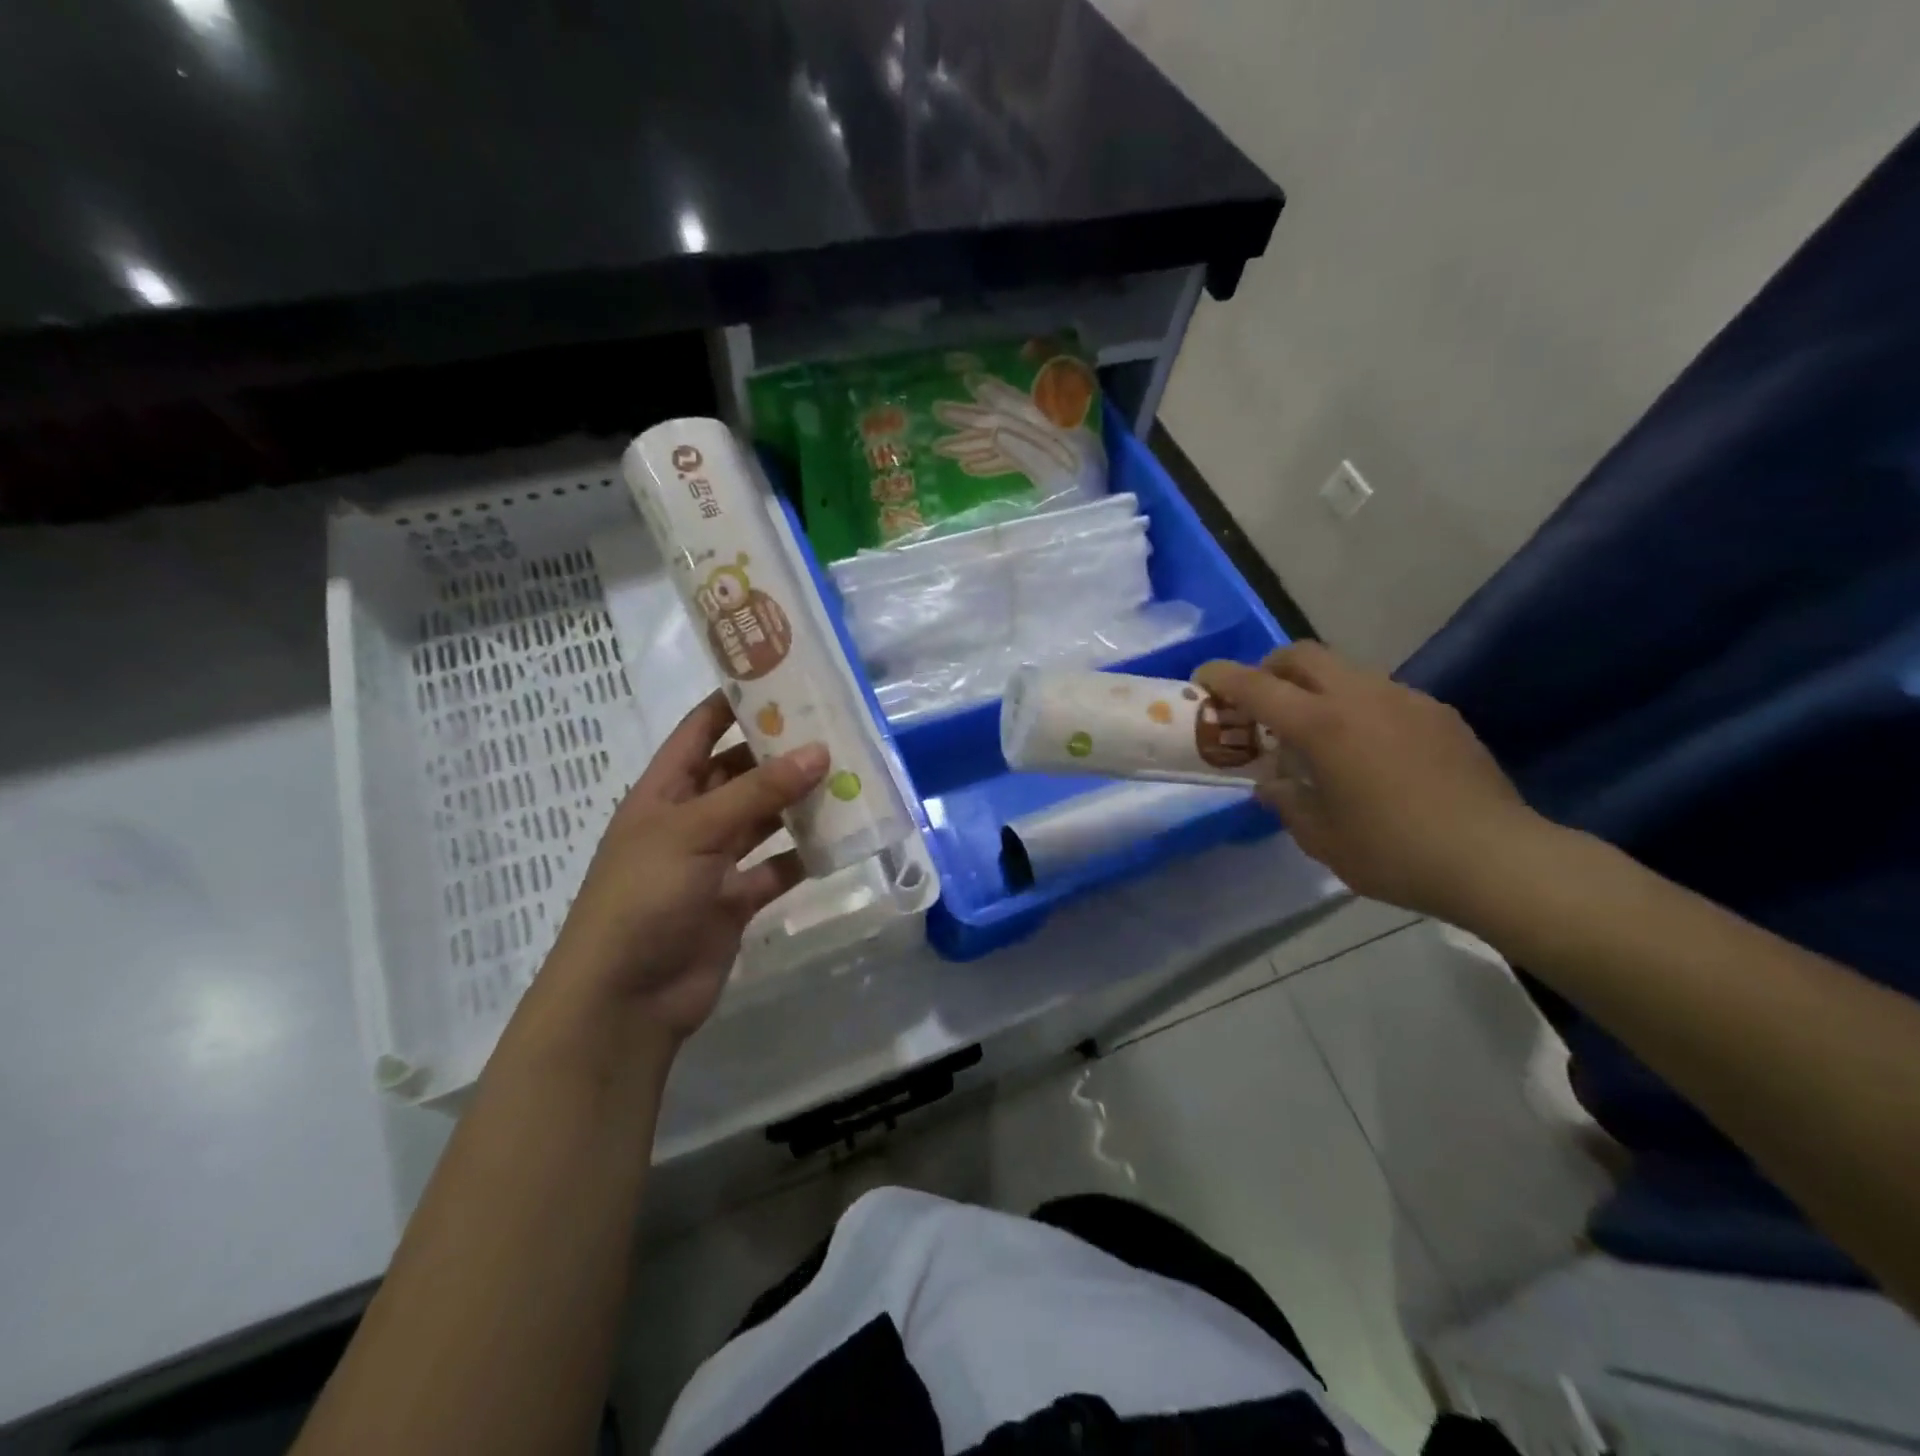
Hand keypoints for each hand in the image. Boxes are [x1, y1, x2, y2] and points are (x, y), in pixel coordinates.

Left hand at [540, 692, 827, 1042]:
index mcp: (664, 790)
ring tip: (848, 775)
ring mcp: (713, 861)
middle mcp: (690, 819)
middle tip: (834, 728)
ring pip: (764, 819)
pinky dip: (804, 855)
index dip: (735, 701)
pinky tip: (840, 838)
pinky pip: (777, 867)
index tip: (783, 675)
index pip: (700, 729)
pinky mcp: (735, 899)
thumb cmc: (644, 897)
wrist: (626, 998)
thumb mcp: (696, 831)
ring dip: (798, 801)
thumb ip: (758, 791)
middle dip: (781, 752)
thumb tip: (819, 751)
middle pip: (740, 772)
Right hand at [1195, 643, 1546, 921]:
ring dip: (1315, 688)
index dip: (1222, 677)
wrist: (1498, 859)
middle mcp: (1361, 697)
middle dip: (1269, 668)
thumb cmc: (1394, 852)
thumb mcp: (1320, 838)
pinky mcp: (1438, 713)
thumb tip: (1272, 784)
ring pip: (1345, 670)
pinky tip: (1366, 751)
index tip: (1201, 679)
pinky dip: (1355, 706)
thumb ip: (1286, 802)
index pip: (1257, 685)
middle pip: (1302, 654)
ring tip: (1314, 733)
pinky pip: (1381, 694)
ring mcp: (1405, 700)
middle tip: (1258, 703)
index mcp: (1322, 725)